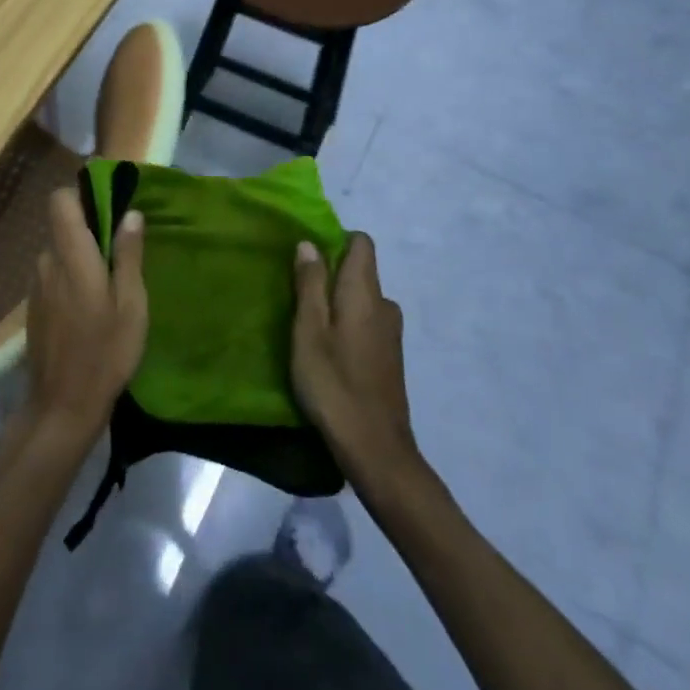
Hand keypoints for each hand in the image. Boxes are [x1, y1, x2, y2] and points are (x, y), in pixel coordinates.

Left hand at [23, 190, 147, 446]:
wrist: (62, 407)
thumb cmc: (105, 353)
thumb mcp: (131, 305)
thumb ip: (129, 255)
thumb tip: (130, 213)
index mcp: (72, 256)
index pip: (59, 201)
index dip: (80, 195)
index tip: (106, 205)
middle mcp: (47, 262)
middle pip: (62, 227)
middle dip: (88, 233)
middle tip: (119, 257)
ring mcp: (36, 285)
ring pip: (58, 254)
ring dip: (79, 260)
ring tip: (107, 289)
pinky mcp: (33, 307)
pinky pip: (53, 276)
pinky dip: (69, 281)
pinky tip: (87, 311)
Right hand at [291, 232, 419, 484]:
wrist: (375, 449)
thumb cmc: (334, 384)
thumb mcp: (309, 331)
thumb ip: (310, 284)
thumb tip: (309, 243)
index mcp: (365, 293)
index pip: (362, 243)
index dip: (336, 240)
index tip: (308, 256)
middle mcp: (385, 306)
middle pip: (361, 271)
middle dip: (332, 274)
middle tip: (298, 293)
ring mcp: (391, 334)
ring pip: (363, 300)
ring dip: (339, 302)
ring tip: (309, 324)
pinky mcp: (390, 358)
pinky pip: (367, 322)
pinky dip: (348, 324)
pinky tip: (329, 350)